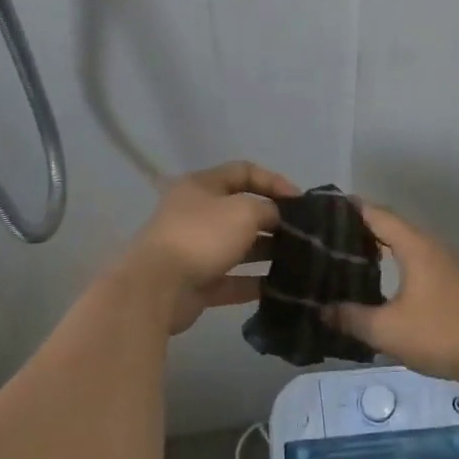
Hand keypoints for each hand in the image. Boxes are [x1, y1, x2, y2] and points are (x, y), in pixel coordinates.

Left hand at [125, 160, 298, 334]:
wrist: (157, 287)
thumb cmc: (202, 236)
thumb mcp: (244, 211)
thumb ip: (268, 209)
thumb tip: (275, 218)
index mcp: (202, 186)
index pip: (243, 171)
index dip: (274, 181)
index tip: (300, 200)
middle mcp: (196, 213)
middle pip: (241, 210)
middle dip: (272, 220)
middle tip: (301, 232)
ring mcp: (195, 249)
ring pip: (238, 247)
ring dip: (266, 252)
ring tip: (297, 259)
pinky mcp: (196, 282)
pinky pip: (232, 280)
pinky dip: (254, 283)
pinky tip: (280, 288)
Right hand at [329, 205, 458, 383]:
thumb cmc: (440, 334)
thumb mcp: (386, 330)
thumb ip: (351, 317)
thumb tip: (322, 310)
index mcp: (416, 247)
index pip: (378, 215)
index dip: (352, 210)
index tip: (326, 210)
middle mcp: (434, 246)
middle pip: (394, 227)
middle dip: (364, 229)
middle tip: (331, 239)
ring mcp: (450, 264)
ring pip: (409, 245)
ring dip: (383, 248)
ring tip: (353, 259)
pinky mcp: (458, 283)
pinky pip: (421, 261)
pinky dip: (399, 263)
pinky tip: (387, 283)